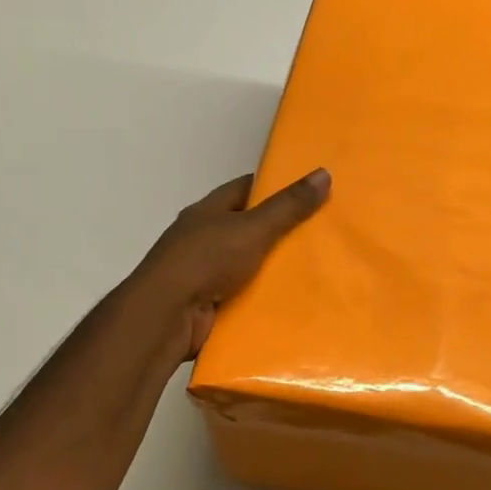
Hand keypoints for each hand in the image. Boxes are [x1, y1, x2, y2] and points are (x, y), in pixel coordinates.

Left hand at [135, 169, 330, 357]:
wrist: (166, 316)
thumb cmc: (206, 260)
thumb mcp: (253, 228)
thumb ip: (288, 205)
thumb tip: (324, 172)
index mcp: (208, 211)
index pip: (245, 189)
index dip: (275, 187)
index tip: (308, 191)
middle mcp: (202, 238)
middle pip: (247, 227)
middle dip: (280, 231)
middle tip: (321, 232)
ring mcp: (203, 272)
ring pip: (247, 264)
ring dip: (272, 268)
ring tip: (315, 268)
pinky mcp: (207, 304)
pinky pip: (242, 295)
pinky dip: (262, 297)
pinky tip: (291, 300)